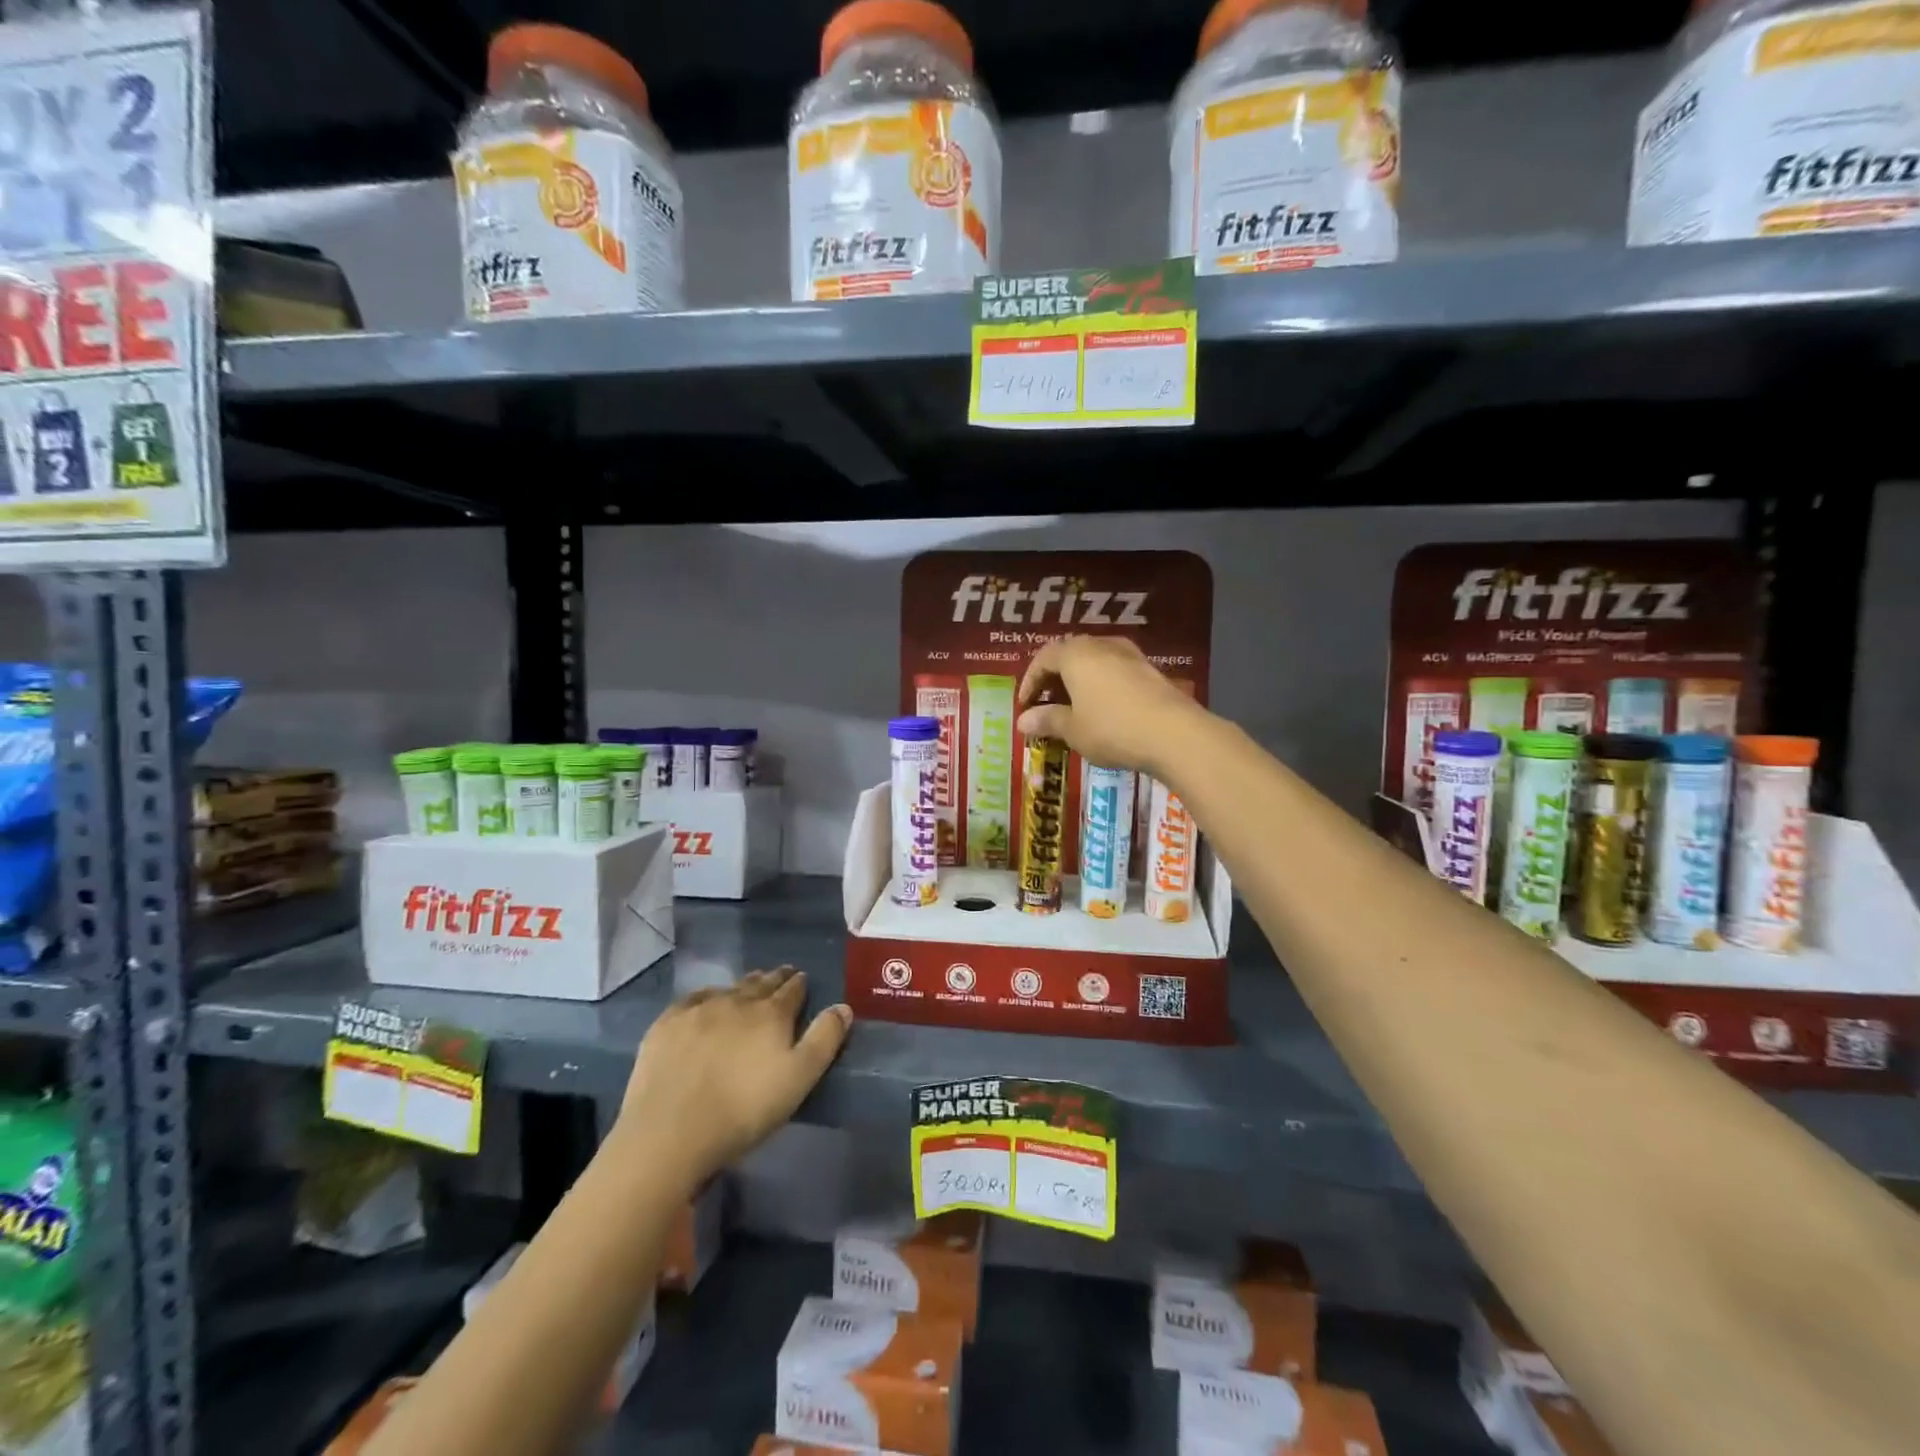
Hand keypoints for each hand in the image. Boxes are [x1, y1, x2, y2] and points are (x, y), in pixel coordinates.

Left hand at [619, 968, 851, 1184]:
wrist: (671, 1132)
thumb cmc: (744, 1110)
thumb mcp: (799, 1079)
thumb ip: (824, 1040)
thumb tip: (843, 1006)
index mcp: (771, 1014)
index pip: (792, 990)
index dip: (800, 984)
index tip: (803, 979)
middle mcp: (737, 1001)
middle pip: (761, 983)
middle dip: (774, 979)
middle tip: (781, 975)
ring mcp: (699, 1009)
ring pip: (729, 988)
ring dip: (743, 985)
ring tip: (750, 985)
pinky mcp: (667, 1024)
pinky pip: (693, 998)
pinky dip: (707, 995)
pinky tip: (707, 1000)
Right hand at [1017, 635, 1204, 776]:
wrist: (1173, 733)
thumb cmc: (1111, 728)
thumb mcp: (1073, 729)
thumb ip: (1047, 720)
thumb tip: (1023, 721)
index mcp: (1076, 654)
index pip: (1043, 658)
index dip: (1030, 681)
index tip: (1025, 705)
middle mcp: (1101, 645)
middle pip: (1069, 654)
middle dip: (1054, 678)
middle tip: (1046, 704)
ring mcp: (1129, 655)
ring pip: (1094, 661)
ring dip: (1079, 681)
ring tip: (1074, 707)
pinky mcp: (1150, 670)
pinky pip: (1115, 671)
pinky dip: (1101, 685)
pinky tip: (1103, 709)